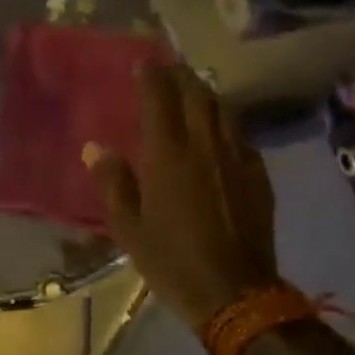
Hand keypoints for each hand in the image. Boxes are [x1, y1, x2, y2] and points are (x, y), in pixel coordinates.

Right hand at [84, 63, 279, 331]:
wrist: (235, 293)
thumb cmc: (172, 261)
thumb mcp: (129, 228)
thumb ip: (113, 183)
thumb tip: (95, 148)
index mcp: (168, 155)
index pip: (160, 98)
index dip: (152, 75)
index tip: (144, 61)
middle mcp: (205, 146)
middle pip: (197, 95)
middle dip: (182, 76)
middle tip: (169, 70)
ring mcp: (237, 158)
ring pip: (224, 110)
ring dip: (207, 95)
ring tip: (194, 93)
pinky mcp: (259, 176)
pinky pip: (241, 136)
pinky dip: (227, 124)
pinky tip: (221, 134)